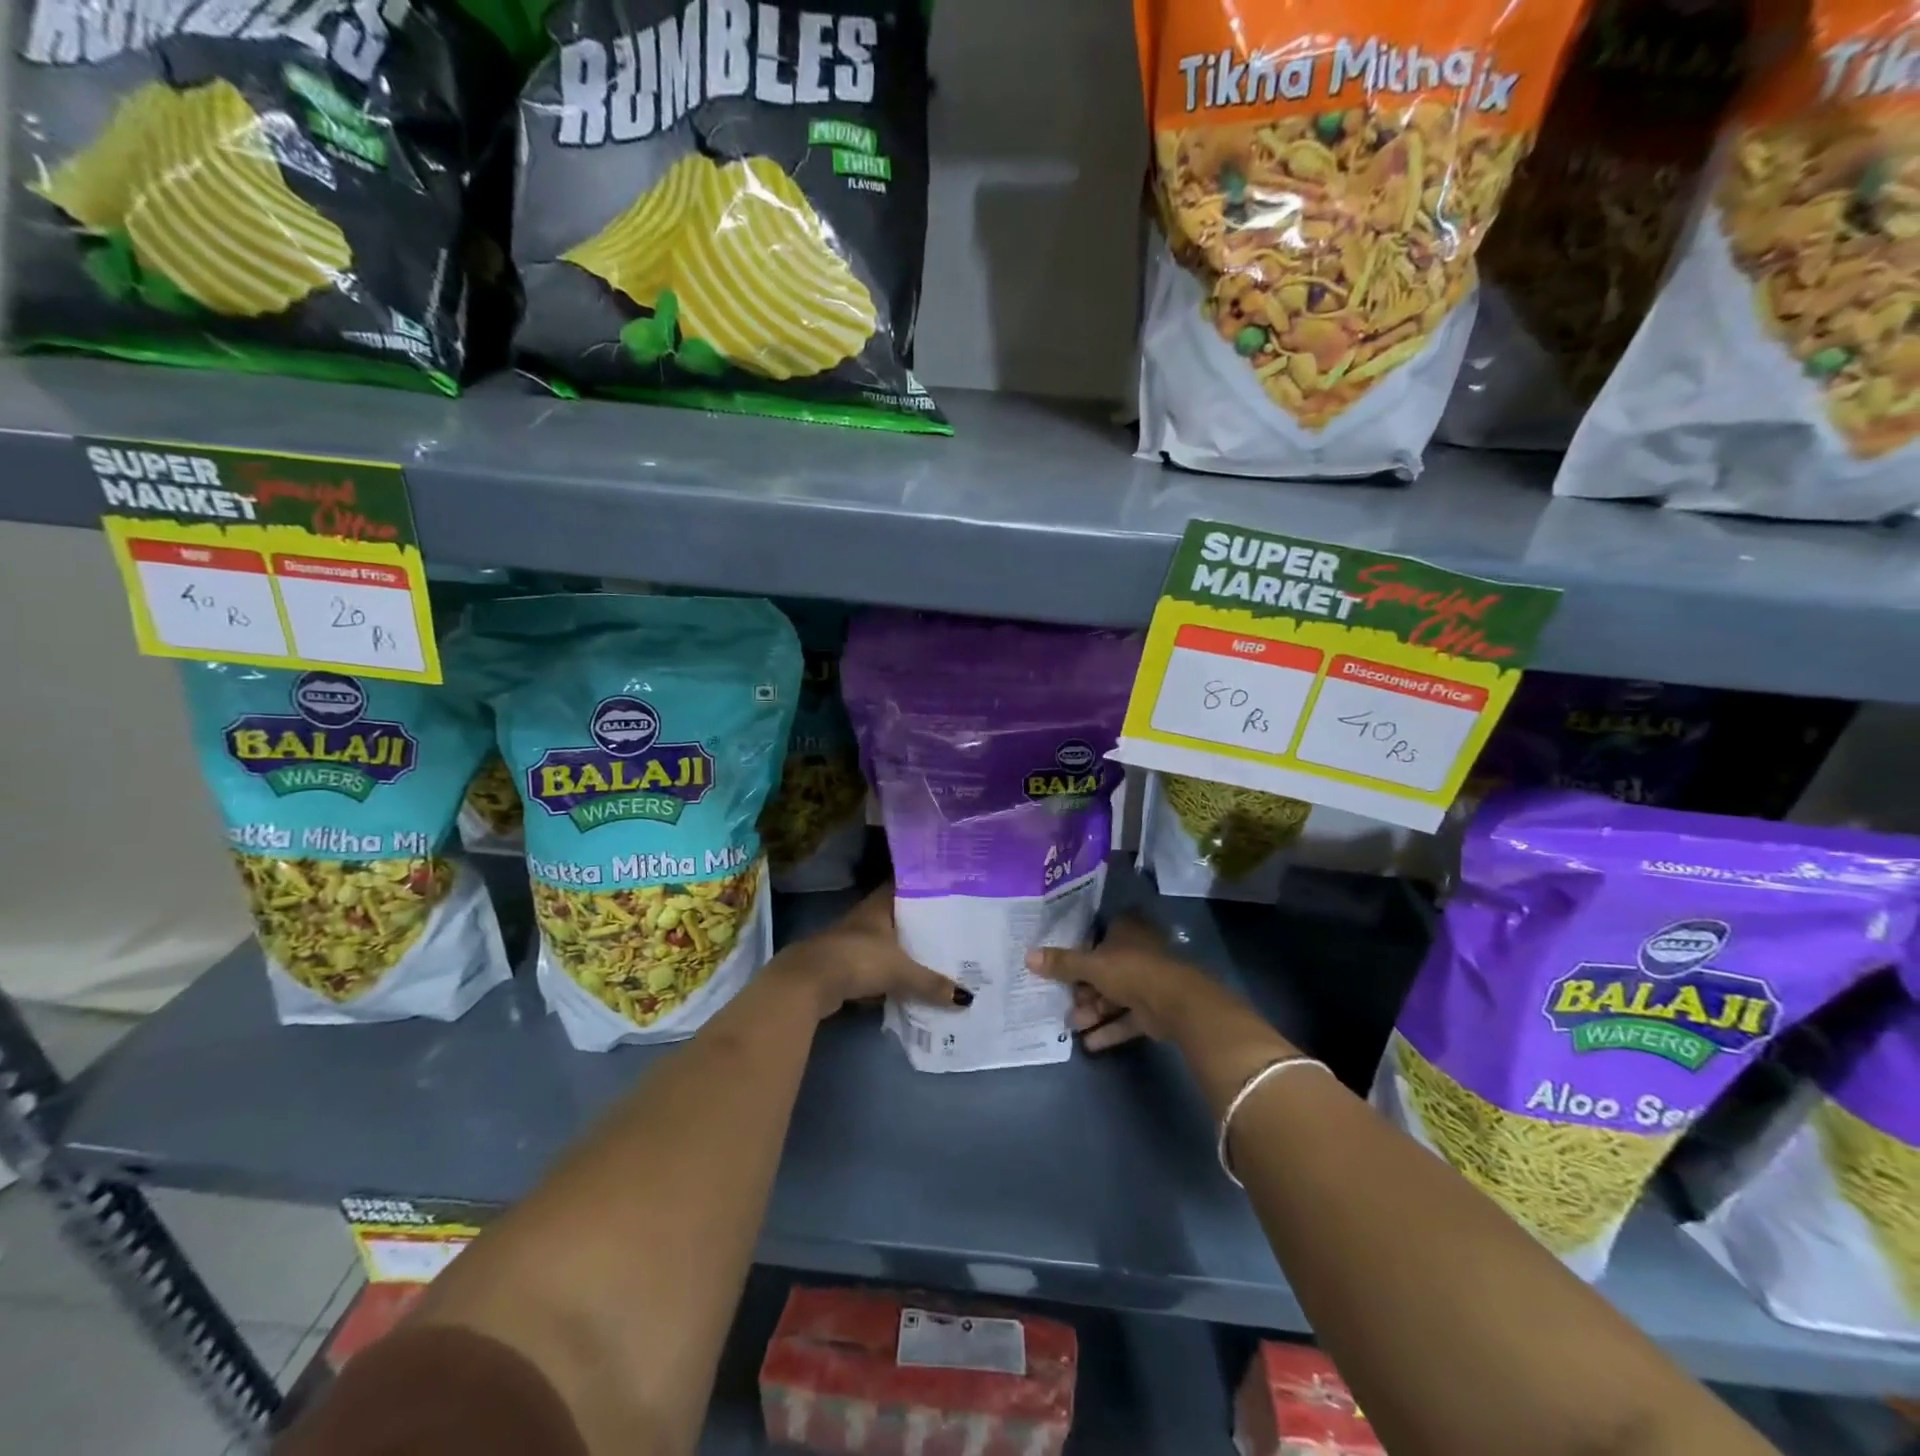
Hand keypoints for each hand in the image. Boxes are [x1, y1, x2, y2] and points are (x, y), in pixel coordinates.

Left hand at [778, 885, 969, 1020]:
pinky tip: (905, 984)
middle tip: (949, 926)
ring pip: (884, 943)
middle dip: (917, 922)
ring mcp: (850, 943)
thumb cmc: (855, 960)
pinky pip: (873, 967)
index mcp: (877, 906)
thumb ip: (930, 983)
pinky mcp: (842, 967)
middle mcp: (863, 919)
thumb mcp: (899, 971)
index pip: (903, 885)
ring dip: (902, 950)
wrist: (807, 983)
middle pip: (895, 916)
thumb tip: (967, 998)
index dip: (922, 884)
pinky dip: (887, 975)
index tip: (946, 886)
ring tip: (934, 955)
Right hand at [1026, 916, 1213, 1050]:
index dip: (1078, 950)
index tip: (1058, 966)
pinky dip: (1109, 1029)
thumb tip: (1027, 956)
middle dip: (1083, 989)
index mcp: (1126, 930)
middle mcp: (1137, 952)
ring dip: (1093, 1011)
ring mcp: (1148, 982)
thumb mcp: (1091, 964)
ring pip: (1114, 996)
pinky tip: (1089, 1044)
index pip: (1097, 935)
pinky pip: (1126, 1018)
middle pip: (1103, 969)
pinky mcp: (1155, 1011)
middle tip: (1063, 1002)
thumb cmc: (1131, 970)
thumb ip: (1062, 963)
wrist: (1177, 1004)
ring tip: (1073, 1025)